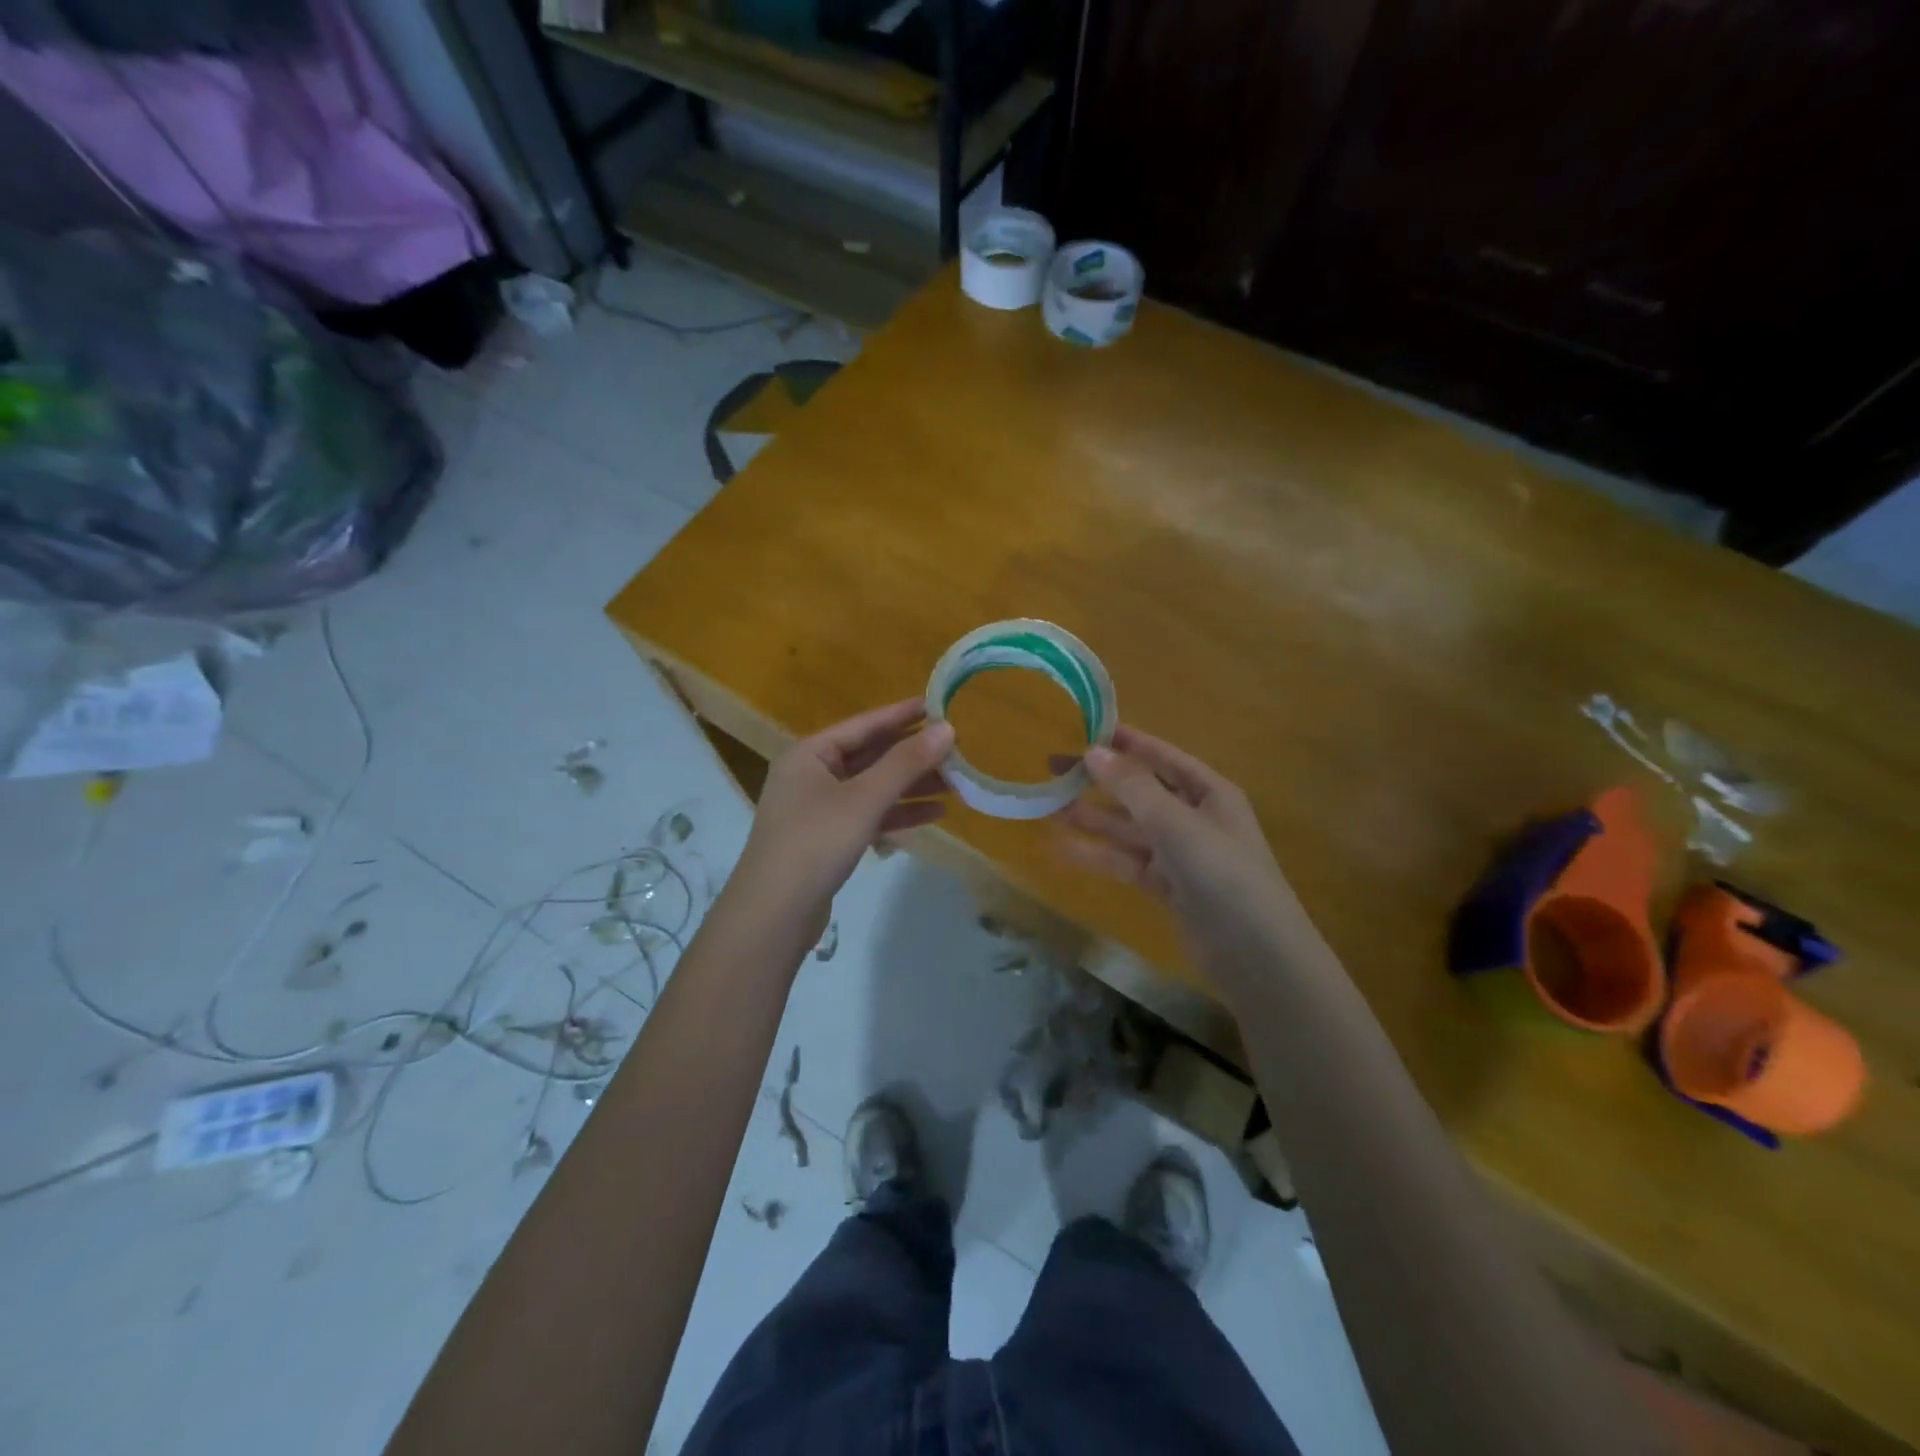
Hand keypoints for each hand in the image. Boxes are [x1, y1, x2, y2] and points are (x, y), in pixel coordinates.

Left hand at [727, 699, 954, 944]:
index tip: (937, 706)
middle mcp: (811, 775)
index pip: (863, 725)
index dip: (901, 715)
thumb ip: (906, 763)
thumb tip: (947, 728)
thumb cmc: (816, 843)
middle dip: (912, 756)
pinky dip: (898, 814)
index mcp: (809, 754)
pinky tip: (934, 814)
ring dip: (911, 786)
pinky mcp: (828, 840)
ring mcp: (818, 810)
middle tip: (955, 750)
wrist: (773, 915)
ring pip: (873, 788)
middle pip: (870, 757)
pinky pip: (869, 816)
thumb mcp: (864, 799)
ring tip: (955, 783)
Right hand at [1056, 724, 1308, 990]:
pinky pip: (1127, 863)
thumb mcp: (1177, 824)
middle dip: (1100, 781)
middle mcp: (1195, 818)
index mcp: (1209, 792)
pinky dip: (1099, 856)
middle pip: (1140, 792)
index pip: (1163, 756)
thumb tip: (1092, 752)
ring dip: (1093, 819)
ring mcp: (1181, 855)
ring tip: (1049, 807)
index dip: (1127, 742)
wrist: (1256, 956)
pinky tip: (1063, 849)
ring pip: (1129, 829)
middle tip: (1054, 769)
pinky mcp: (1168, 888)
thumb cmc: (1223, 875)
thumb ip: (1133, 788)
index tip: (1086, 728)